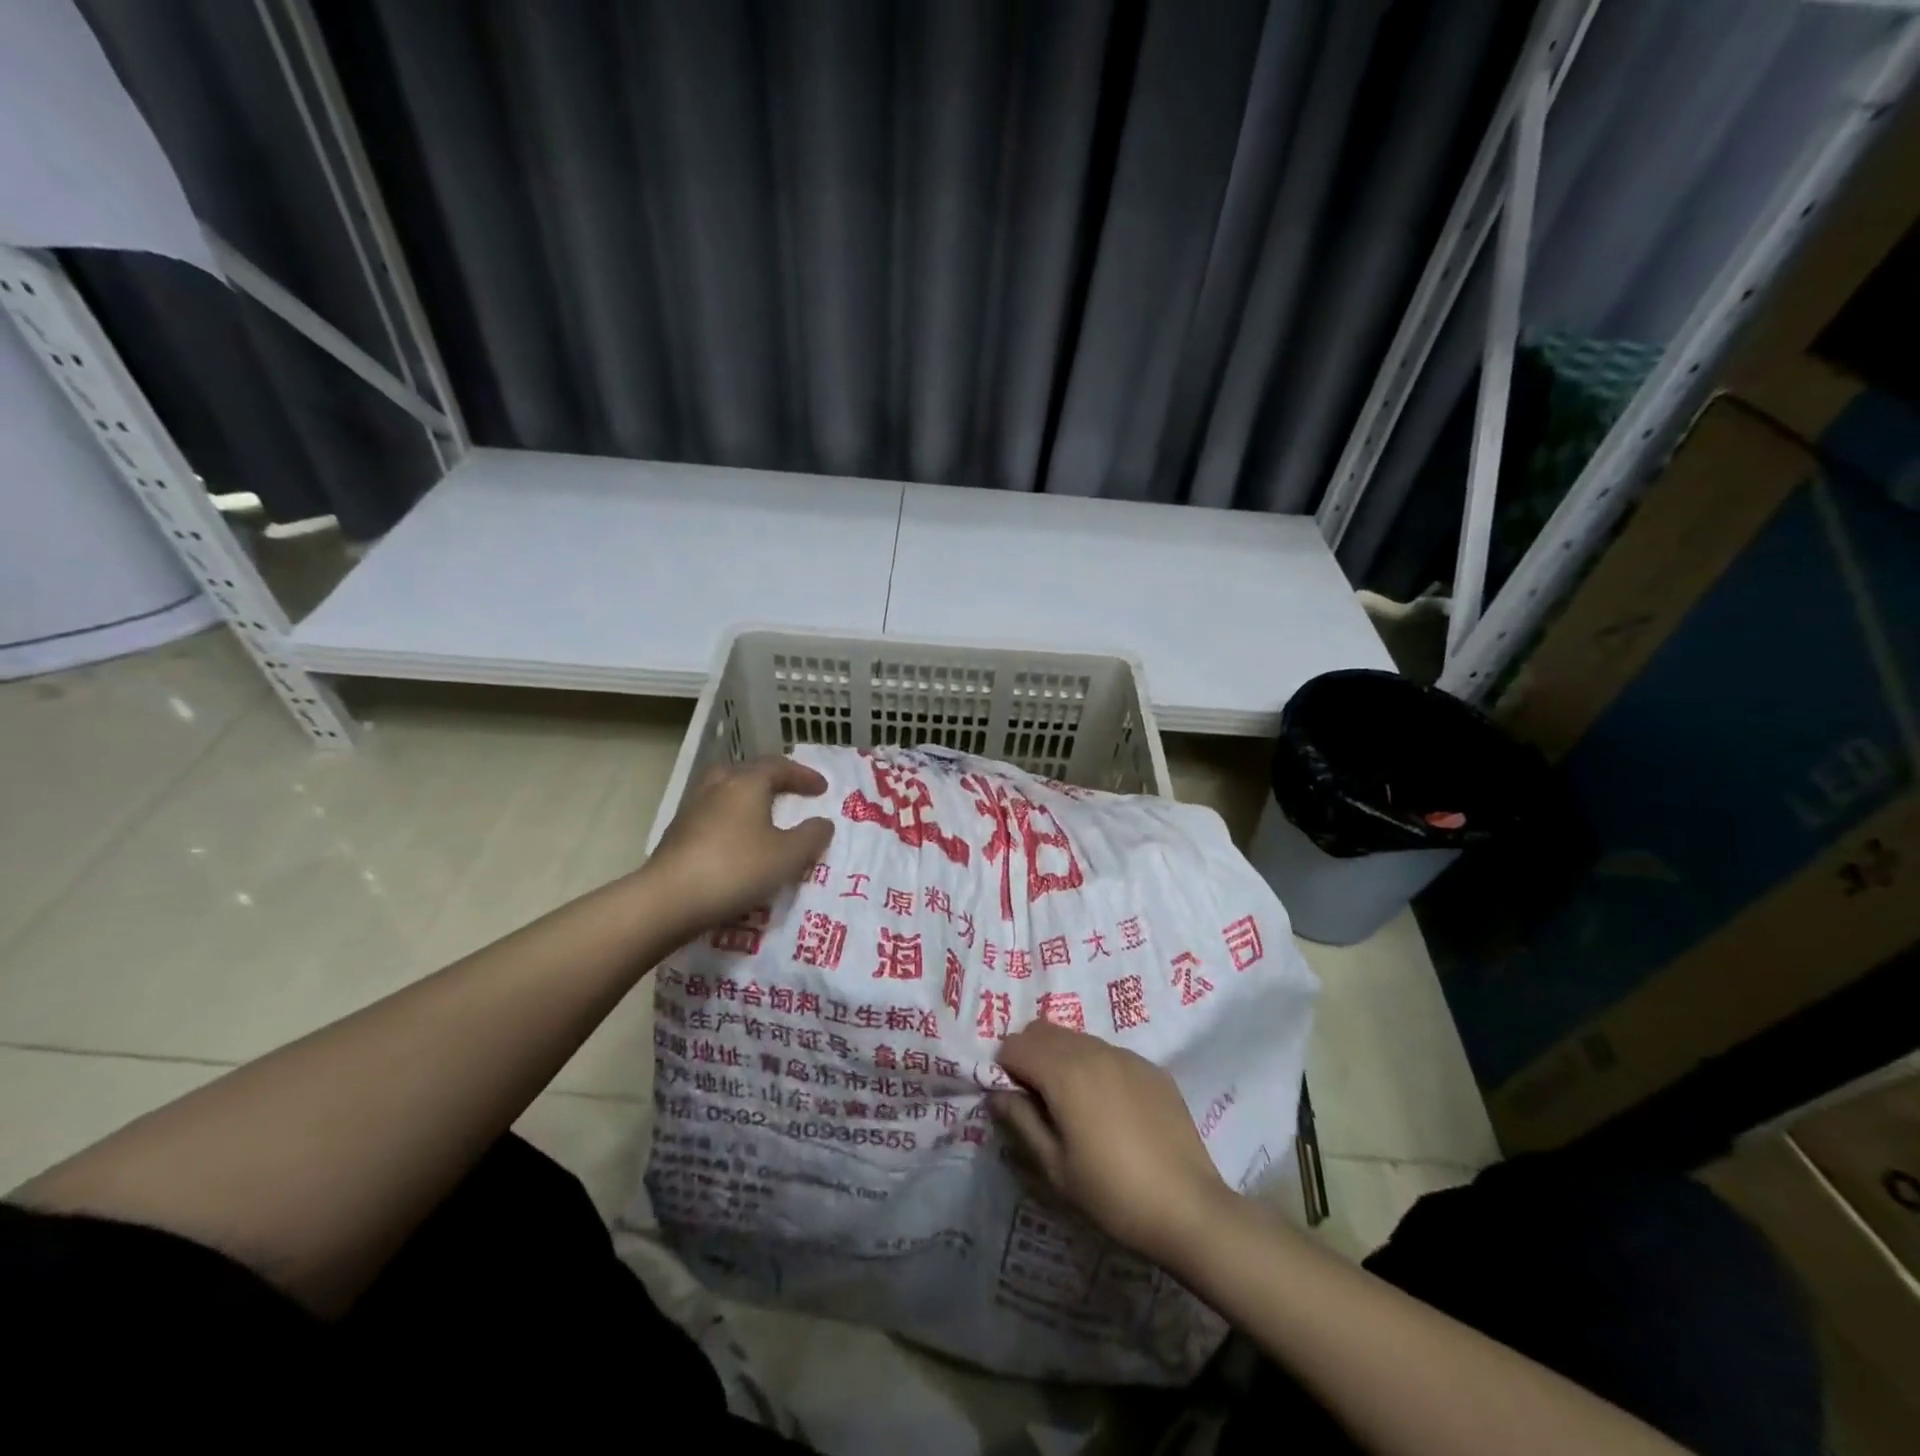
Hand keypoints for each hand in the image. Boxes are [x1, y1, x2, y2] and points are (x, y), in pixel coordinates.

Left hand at [643, 755, 834, 938]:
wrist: (668, 899)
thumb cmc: (736, 869)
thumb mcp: (788, 856)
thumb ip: (811, 837)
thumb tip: (823, 822)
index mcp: (746, 783)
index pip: (779, 767)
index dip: (803, 776)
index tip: (822, 788)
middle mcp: (717, 787)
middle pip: (746, 771)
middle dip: (770, 778)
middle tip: (787, 791)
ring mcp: (692, 809)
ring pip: (724, 791)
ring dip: (746, 798)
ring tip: (761, 815)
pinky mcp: (677, 834)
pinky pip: (711, 815)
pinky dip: (729, 819)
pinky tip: (735, 842)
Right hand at [992, 1020, 1233, 1267]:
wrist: (1189, 1208)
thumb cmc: (1113, 1193)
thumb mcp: (1055, 1167)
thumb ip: (1021, 1120)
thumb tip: (997, 1093)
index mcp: (1064, 1071)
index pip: (1015, 1045)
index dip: (1005, 1069)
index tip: (1013, 1102)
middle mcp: (1093, 1049)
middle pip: (1043, 1030)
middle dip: (1030, 1055)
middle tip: (1037, 1101)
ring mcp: (1126, 1055)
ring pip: (1076, 1038)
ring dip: (1061, 1058)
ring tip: (1072, 1106)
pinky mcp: (1150, 1067)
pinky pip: (1108, 1053)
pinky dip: (1094, 1067)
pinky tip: (1110, 1110)